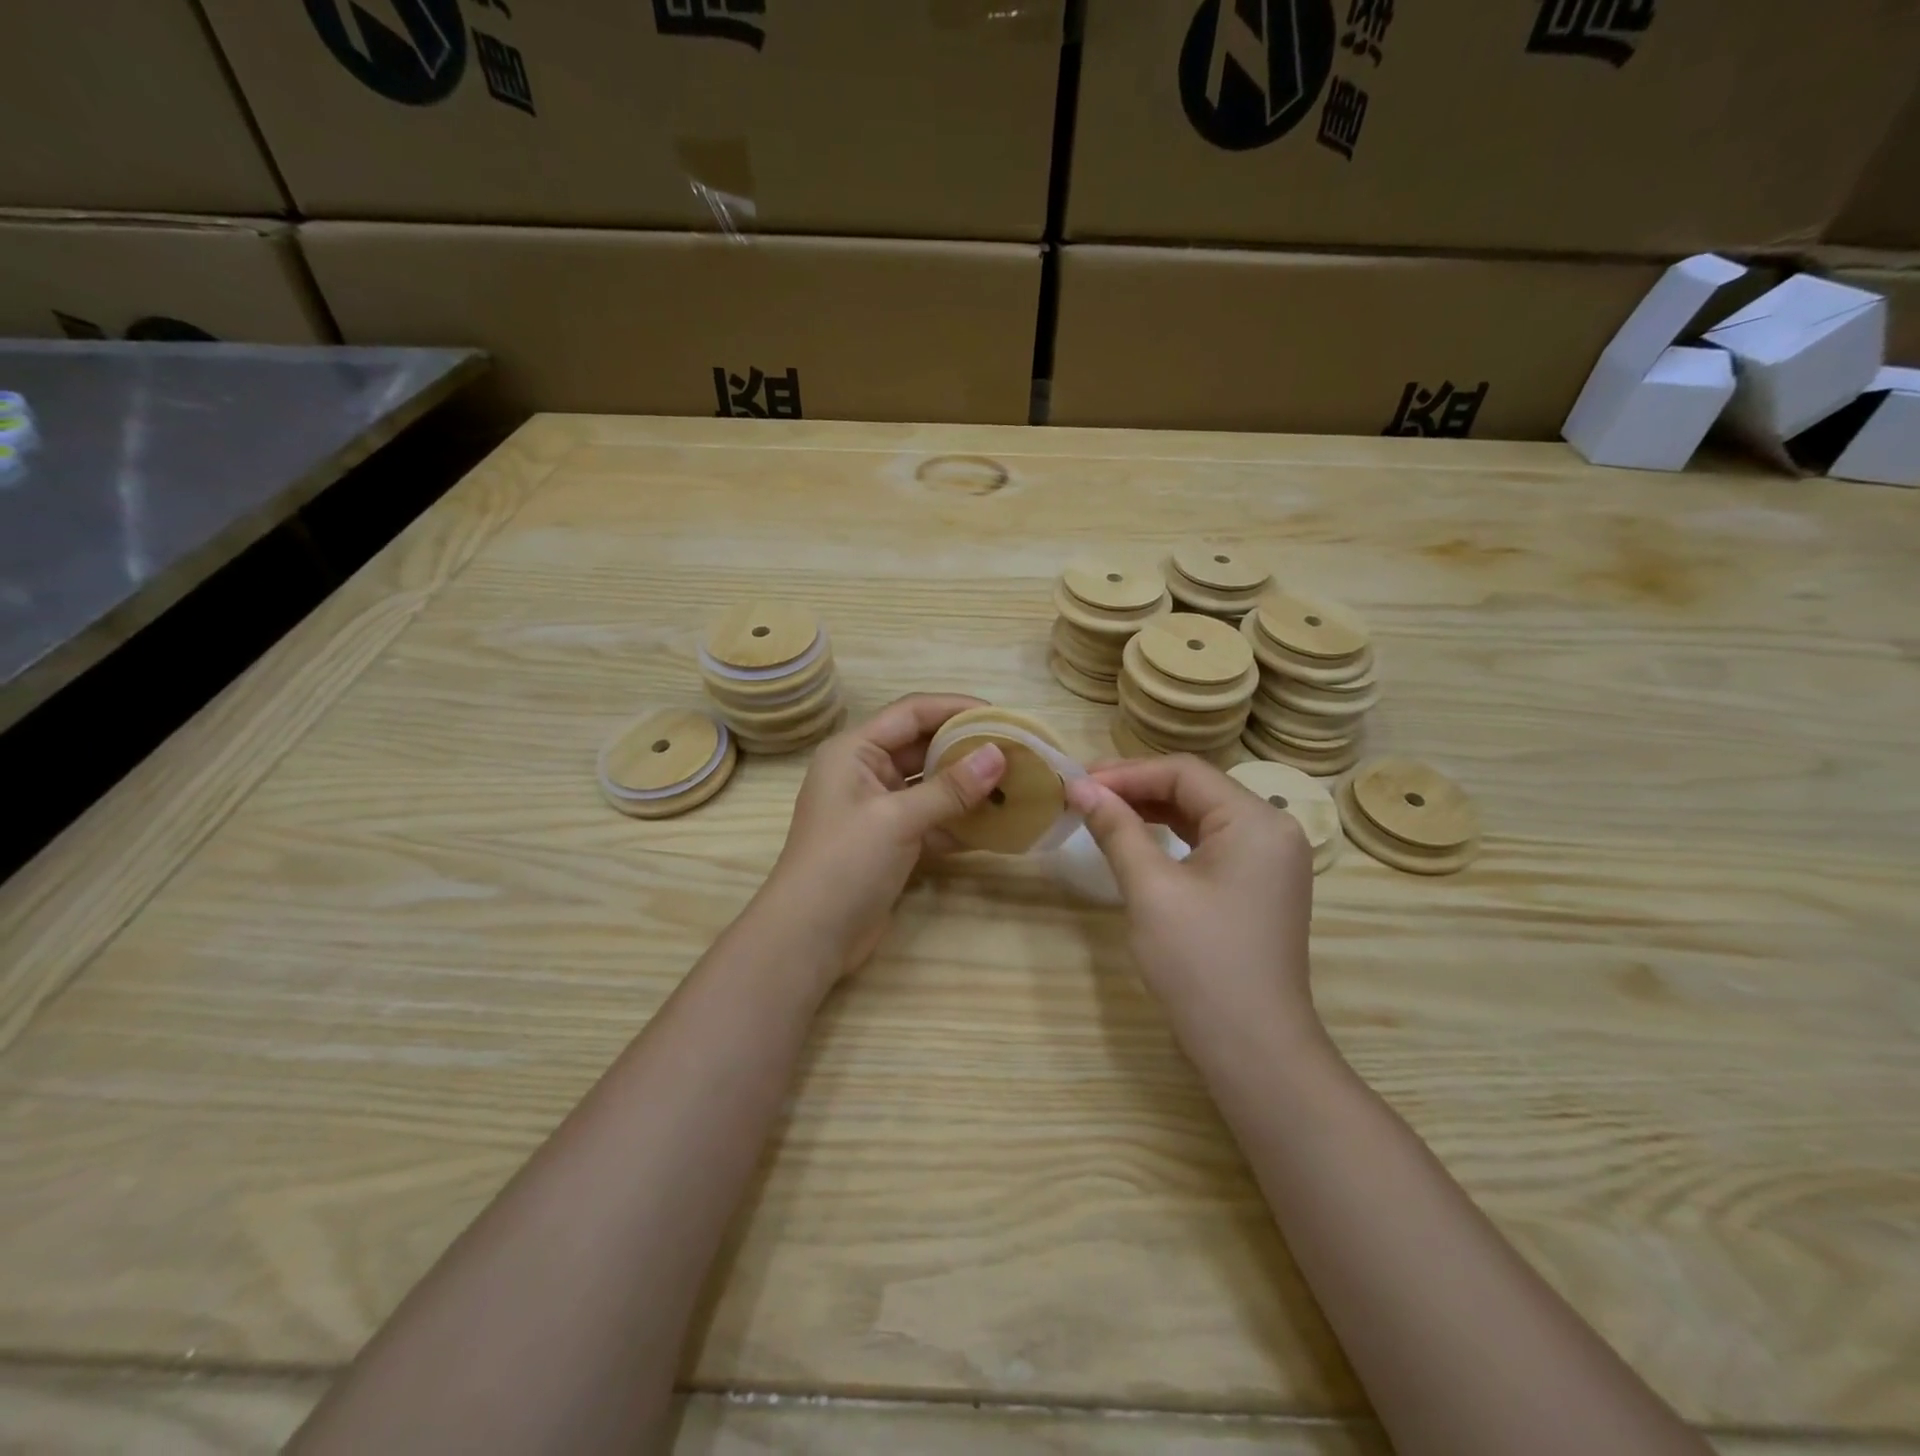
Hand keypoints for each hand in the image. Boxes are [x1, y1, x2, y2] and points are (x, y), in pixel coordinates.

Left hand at [758, 694, 1007, 981]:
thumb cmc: (844, 864)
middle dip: (967, 748)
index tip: (1002, 716)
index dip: (956, 708)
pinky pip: (932, 819)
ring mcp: (878, 809)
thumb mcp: (897, 819)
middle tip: (1016, 751)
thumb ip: (950, 788)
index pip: (912, 712)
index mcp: (854, 751)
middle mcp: (865, 772)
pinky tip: (998, 825)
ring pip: (931, 785)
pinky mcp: (891, 842)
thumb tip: (1000, 754)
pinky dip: (960, 821)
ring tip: (1016, 785)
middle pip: (923, 746)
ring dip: (969, 786)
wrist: (808, 938)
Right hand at [1065, 756, 1320, 1044]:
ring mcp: (1270, 860)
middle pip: (1196, 789)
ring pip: (1202, 815)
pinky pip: (1211, 843)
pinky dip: (1171, 837)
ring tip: (1100, 812)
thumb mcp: (1150, 889)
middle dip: (1136, 788)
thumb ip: (1117, 829)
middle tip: (1082, 795)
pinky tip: (1137, 840)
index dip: (1126, 772)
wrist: (1254, 1049)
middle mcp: (1272, 829)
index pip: (1184, 772)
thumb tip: (1079, 787)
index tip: (1076, 782)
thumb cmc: (1200, 963)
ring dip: (1151, 810)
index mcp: (1256, 820)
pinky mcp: (1260, 886)